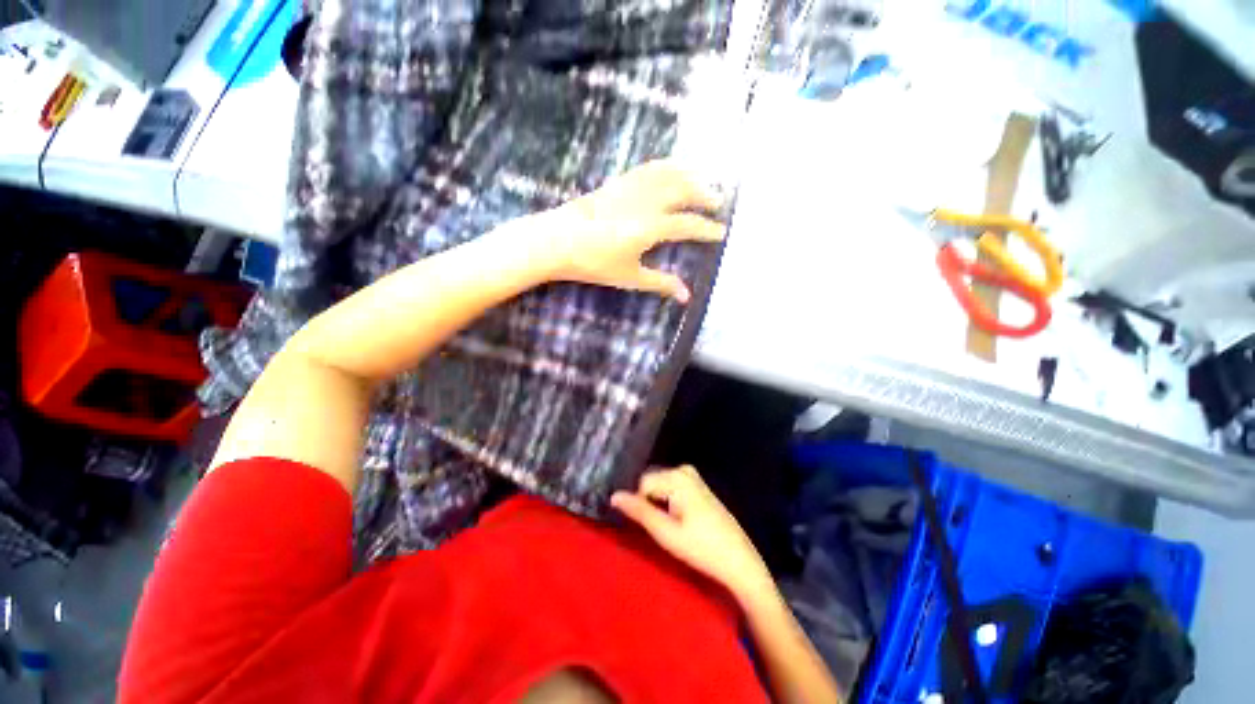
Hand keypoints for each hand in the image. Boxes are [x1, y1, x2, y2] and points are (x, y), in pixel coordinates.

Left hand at [535, 160, 725, 301]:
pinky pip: (648, 168)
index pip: (687, 225)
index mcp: (650, 227)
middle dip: (704, 195)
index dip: (707, 229)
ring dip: (689, 175)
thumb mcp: (629, 276)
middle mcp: (645, 202)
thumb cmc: (593, 263)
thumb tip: (686, 296)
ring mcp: (630, 188)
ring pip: (667, 174)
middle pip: (683, 191)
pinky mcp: (617, 183)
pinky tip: (670, 170)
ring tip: (703, 179)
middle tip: (719, 202)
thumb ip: (660, 282)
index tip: (722, 232)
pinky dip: (666, 167)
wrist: (555, 240)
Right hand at [612, 465, 774, 602]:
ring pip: (660, 487)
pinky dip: (669, 504)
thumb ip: (639, 511)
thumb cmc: (701, 548)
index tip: (652, 527)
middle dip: (651, 504)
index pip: (642, 484)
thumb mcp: (666, 532)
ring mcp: (694, 477)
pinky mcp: (699, 487)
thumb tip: (614, 496)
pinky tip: (681, 523)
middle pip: (651, 483)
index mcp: (677, 476)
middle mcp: (685, 470)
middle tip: (663, 529)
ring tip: (671, 528)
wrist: (739, 561)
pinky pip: (672, 489)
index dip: (641, 506)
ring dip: (659, 505)